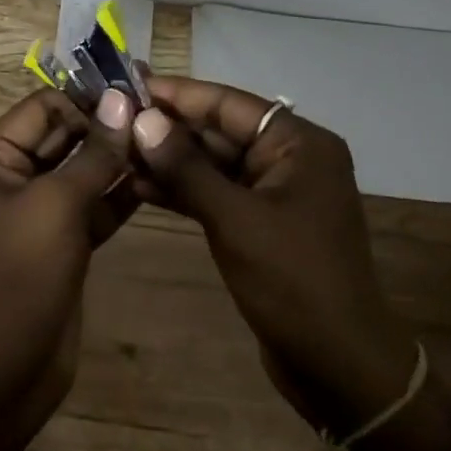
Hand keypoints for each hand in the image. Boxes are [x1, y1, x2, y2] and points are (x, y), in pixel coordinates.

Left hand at [0, 87, 137, 426]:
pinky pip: (92, 205)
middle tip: (159, 115)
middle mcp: (9, 177)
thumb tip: (123, 102)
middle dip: (106, 127)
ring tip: (165, 142)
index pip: (41, 108)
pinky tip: (158, 179)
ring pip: (81, 171)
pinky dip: (119, 193)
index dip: (86, 100)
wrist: (4, 372)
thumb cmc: (19, 276)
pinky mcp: (62, 241)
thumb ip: (93, 154)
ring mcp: (37, 212)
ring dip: (118, 159)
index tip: (137, 95)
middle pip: (62, 136)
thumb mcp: (56, 206)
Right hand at [129, 77, 418, 434]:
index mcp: (299, 143)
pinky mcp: (260, 223)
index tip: (128, 84)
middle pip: (219, 130)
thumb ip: (186, 167)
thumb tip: (141, 119)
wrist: (337, 366)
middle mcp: (289, 158)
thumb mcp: (234, 219)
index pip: (228, 103)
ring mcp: (274, 192)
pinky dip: (182, 190)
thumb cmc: (293, 282)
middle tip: (112, 119)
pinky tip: (138, 186)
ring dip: (169, 160)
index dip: (177, 93)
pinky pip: (216, 193)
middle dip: (167, 128)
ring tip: (116, 151)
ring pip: (213, 163)